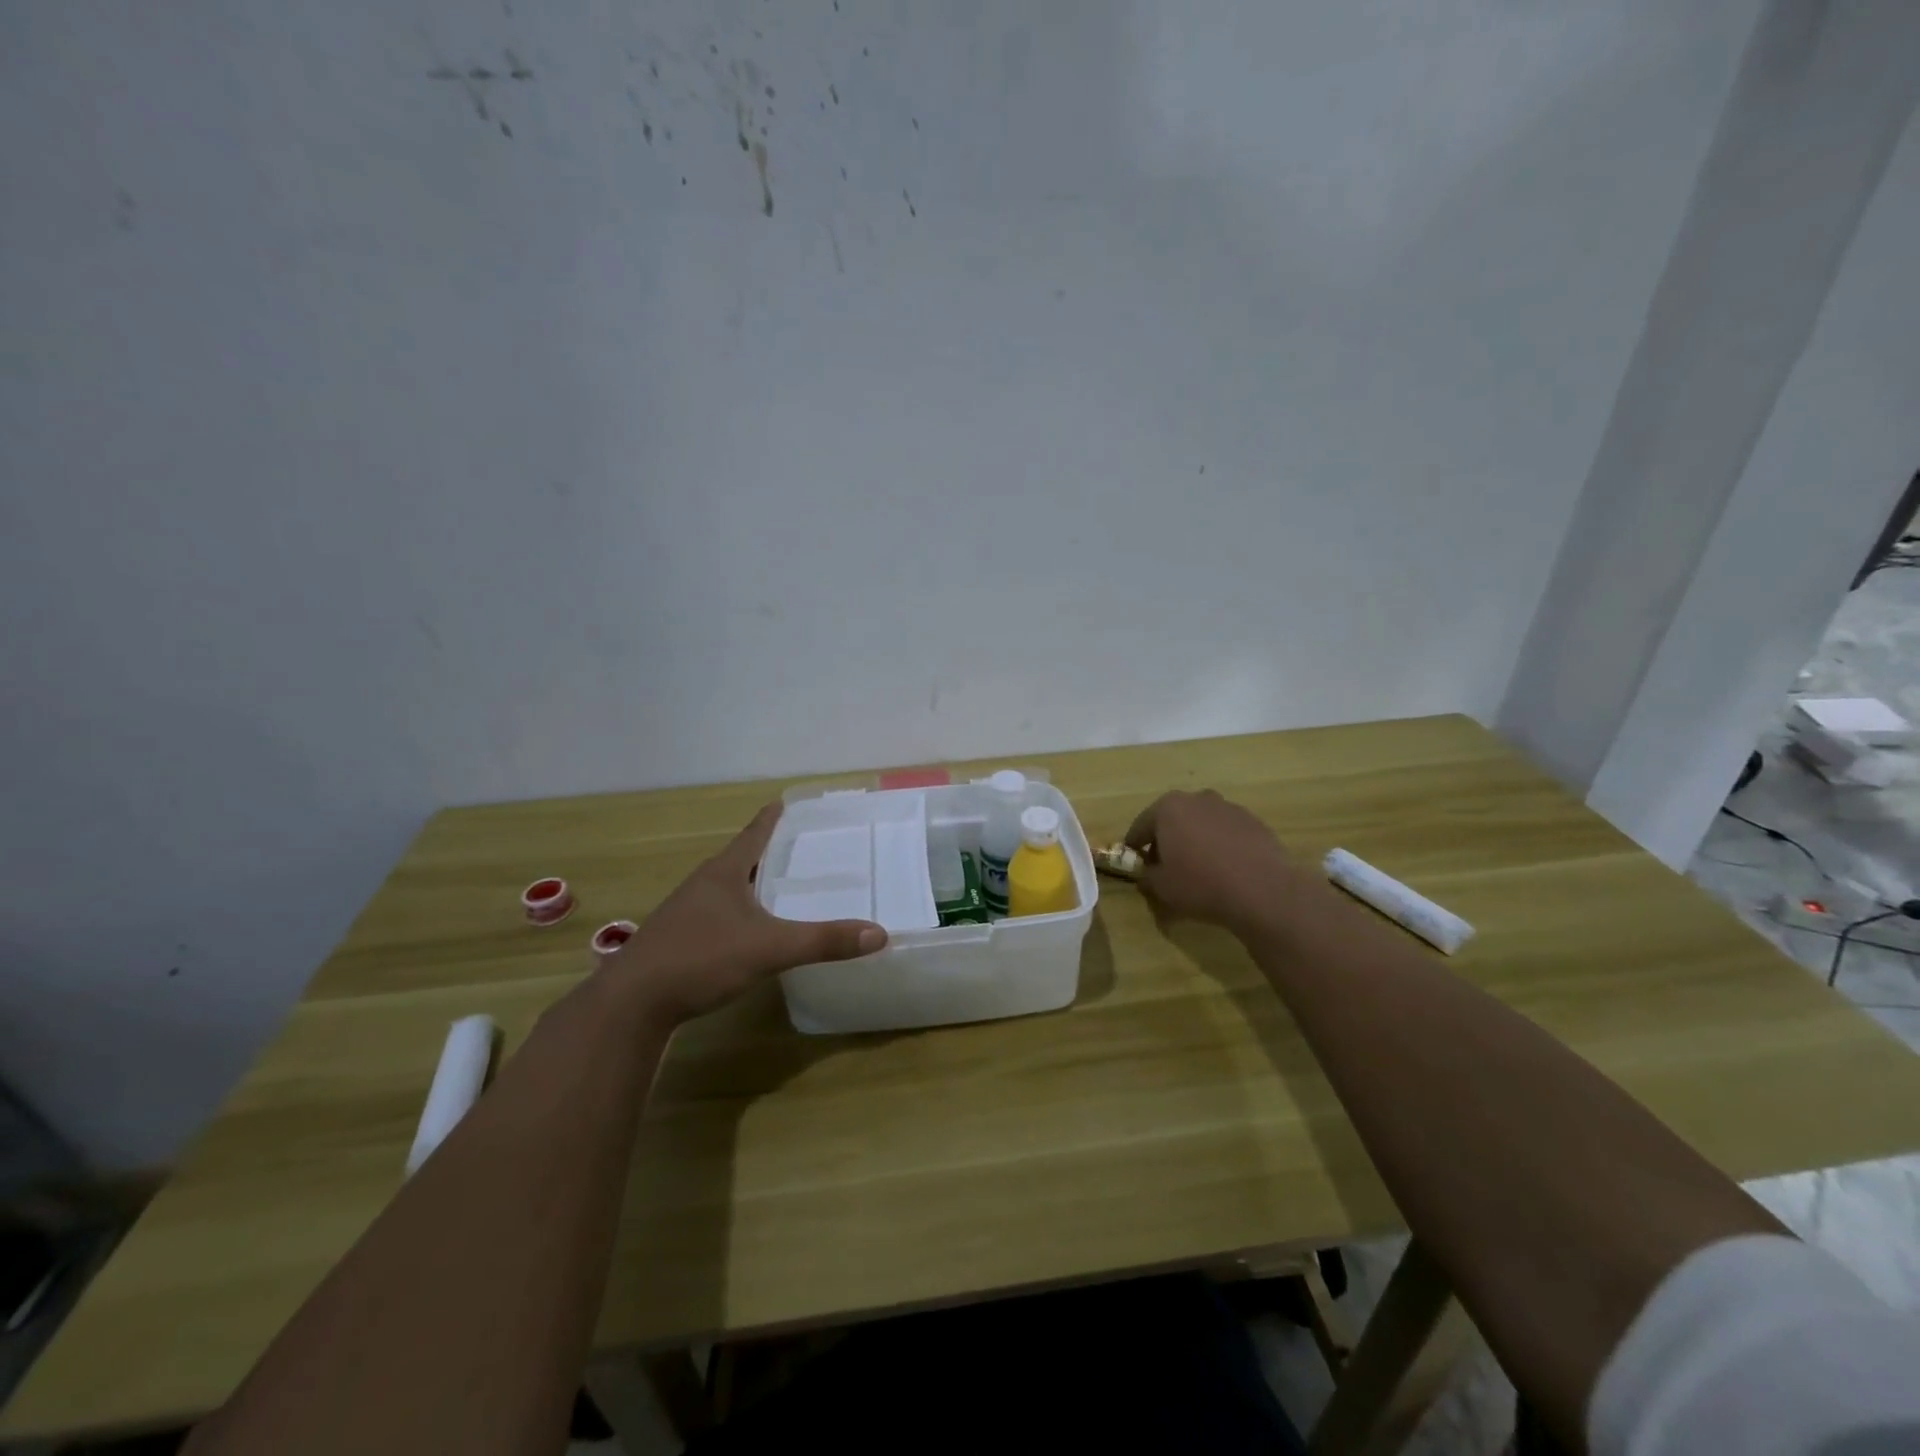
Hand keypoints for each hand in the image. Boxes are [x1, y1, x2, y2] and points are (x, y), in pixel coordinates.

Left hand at [603, 803, 886, 1026]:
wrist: (632, 1004)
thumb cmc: (700, 959)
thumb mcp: (769, 949)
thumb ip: (823, 941)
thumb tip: (879, 933)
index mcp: (724, 872)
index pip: (755, 833)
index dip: (774, 817)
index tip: (790, 801)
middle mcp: (704, 884)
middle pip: (742, 858)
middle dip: (771, 850)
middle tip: (805, 847)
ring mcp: (687, 911)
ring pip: (729, 887)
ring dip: (754, 882)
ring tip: (784, 885)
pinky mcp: (679, 938)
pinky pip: (719, 912)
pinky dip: (742, 910)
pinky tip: (752, 929)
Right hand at [1123, 789, 1302, 939]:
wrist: (1262, 890)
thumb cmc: (1200, 884)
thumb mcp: (1161, 888)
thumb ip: (1147, 877)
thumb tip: (1146, 874)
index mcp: (1168, 808)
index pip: (1141, 825)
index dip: (1135, 845)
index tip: (1133, 860)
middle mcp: (1198, 799)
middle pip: (1173, 819)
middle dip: (1166, 839)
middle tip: (1165, 864)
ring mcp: (1229, 808)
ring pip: (1202, 823)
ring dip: (1195, 839)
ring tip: (1198, 867)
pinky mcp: (1254, 822)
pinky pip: (1227, 832)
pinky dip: (1220, 845)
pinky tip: (1225, 868)